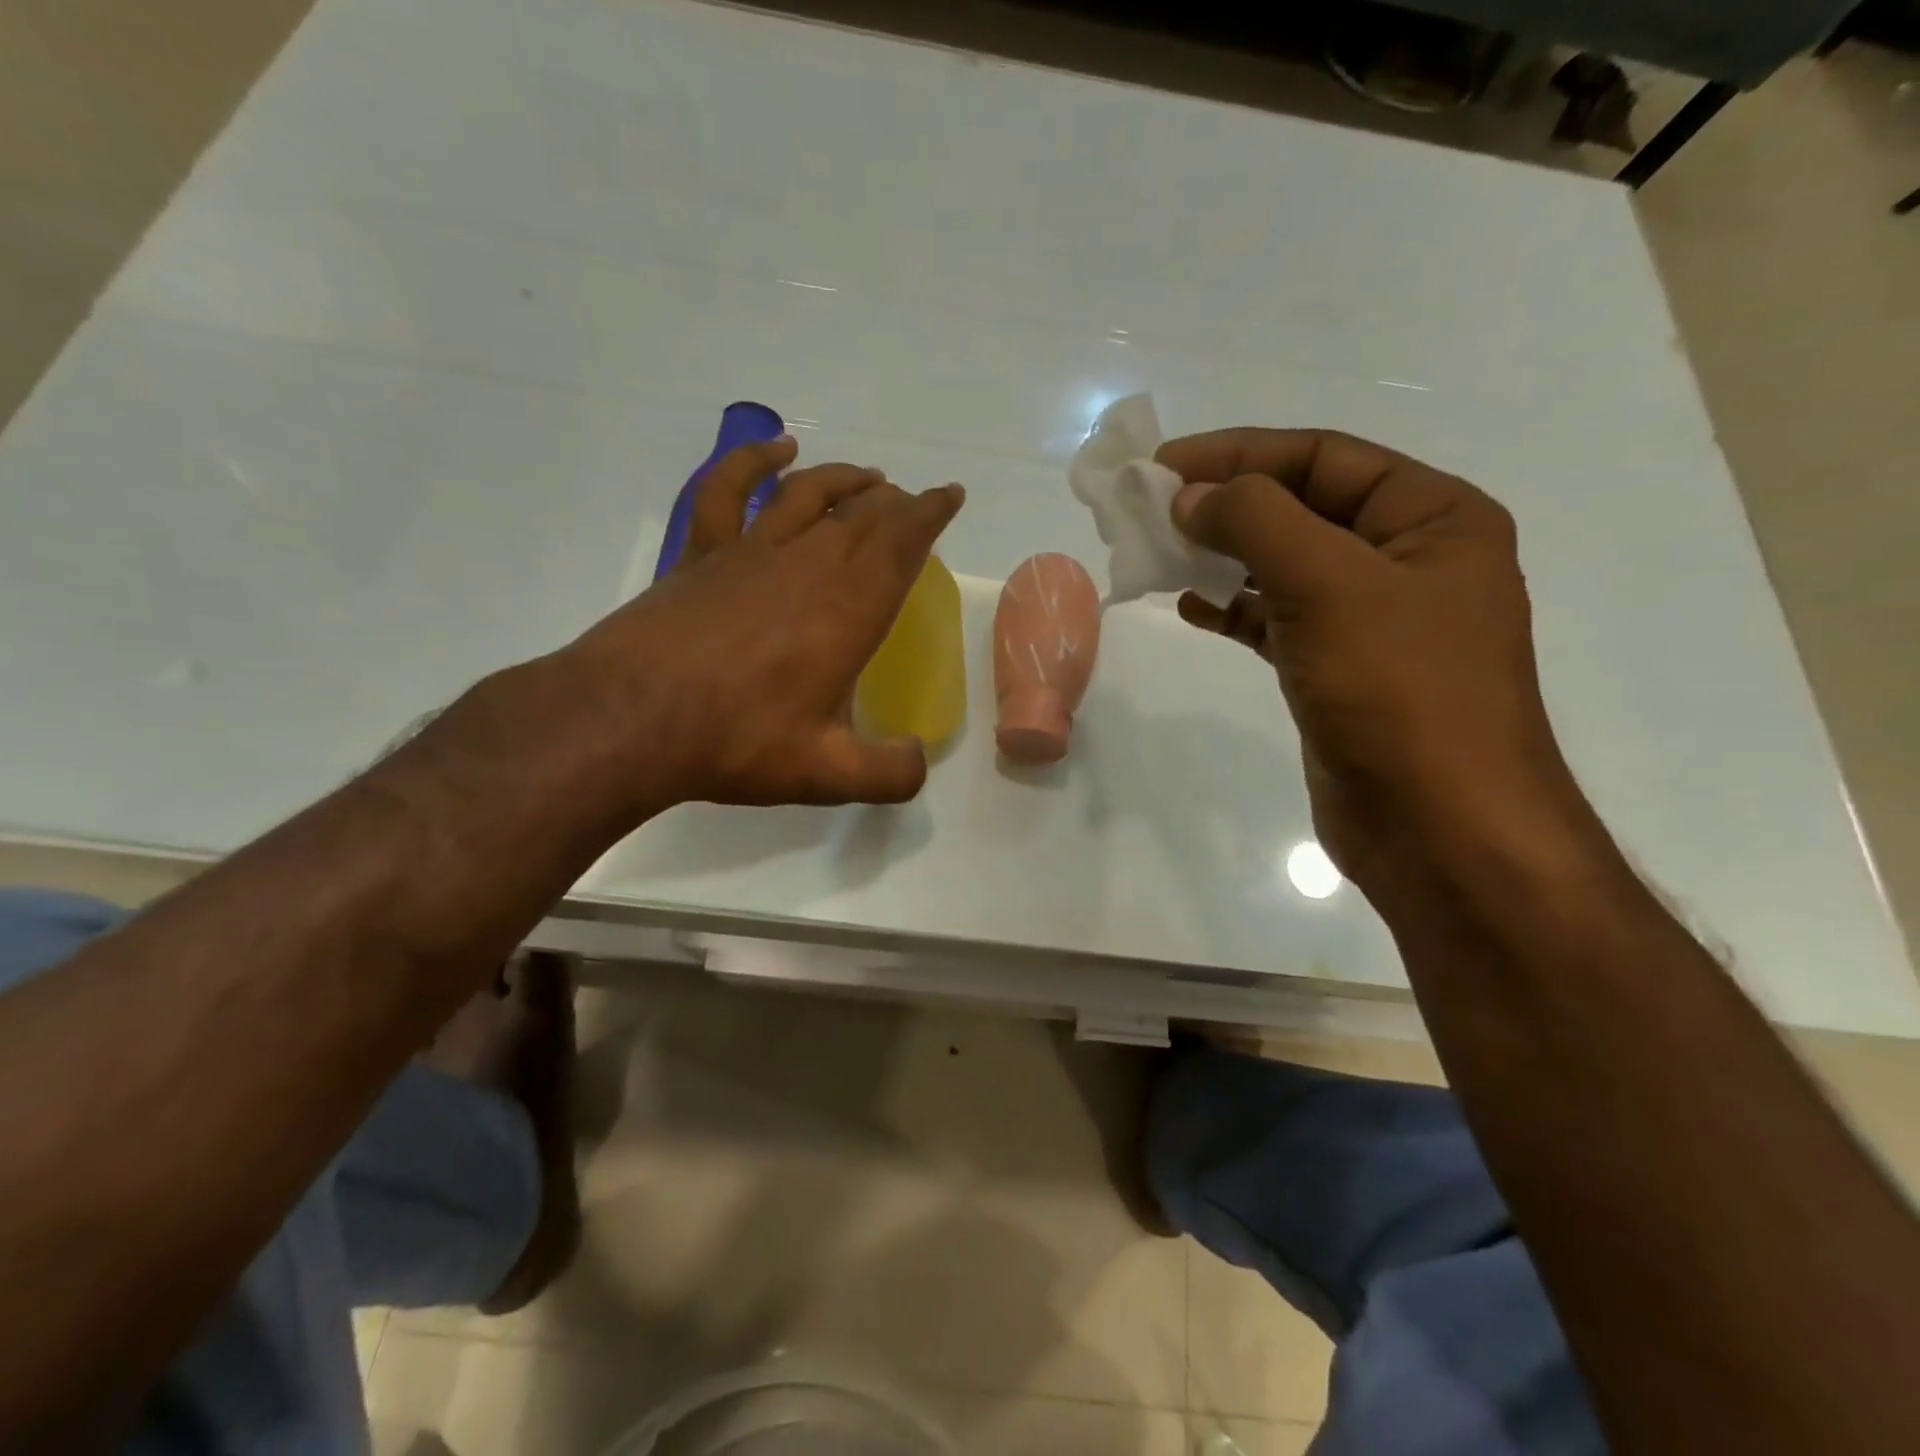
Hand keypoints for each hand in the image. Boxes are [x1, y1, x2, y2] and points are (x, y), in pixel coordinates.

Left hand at [563, 436, 963, 808]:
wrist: (630, 720)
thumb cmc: (738, 742)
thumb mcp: (828, 774)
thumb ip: (889, 773)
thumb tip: (917, 760)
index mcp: (849, 609)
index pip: (903, 543)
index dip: (931, 514)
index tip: (949, 495)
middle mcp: (807, 565)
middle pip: (862, 515)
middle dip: (895, 503)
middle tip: (912, 504)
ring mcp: (750, 552)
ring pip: (809, 494)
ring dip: (844, 480)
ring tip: (869, 477)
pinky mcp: (701, 554)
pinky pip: (729, 490)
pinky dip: (754, 461)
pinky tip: (776, 449)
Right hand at [1158, 428, 1586, 890]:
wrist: (1438, 826)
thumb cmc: (1398, 692)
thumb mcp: (1328, 584)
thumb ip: (1256, 522)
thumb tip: (1192, 495)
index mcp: (1433, 517)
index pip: (1323, 457)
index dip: (1239, 454)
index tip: (1163, 466)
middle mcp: (1407, 559)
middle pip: (1301, 508)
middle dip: (1226, 504)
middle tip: (1150, 510)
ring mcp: (1372, 619)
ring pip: (1284, 566)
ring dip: (1223, 555)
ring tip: (1159, 552)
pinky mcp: (1338, 670)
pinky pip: (1277, 619)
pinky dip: (1233, 609)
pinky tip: (1189, 605)